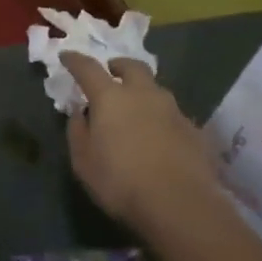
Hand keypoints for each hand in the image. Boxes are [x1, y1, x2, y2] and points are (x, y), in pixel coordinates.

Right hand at [63, 52, 218, 231]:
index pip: (88, 69)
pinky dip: (161, 118)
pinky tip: (159, 137)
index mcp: (111, 98)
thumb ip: (78, 132)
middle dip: (119, 66)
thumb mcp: (83, 162)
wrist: (179, 204)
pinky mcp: (194, 129)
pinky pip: (172, 115)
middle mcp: (144, 94)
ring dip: (143, 92)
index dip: (75, 61)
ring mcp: (173, 110)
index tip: (67, 56)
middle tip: (111, 73)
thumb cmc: (120, 182)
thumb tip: (80, 113)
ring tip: (136, 109)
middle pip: (132, 67)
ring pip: (156, 89)